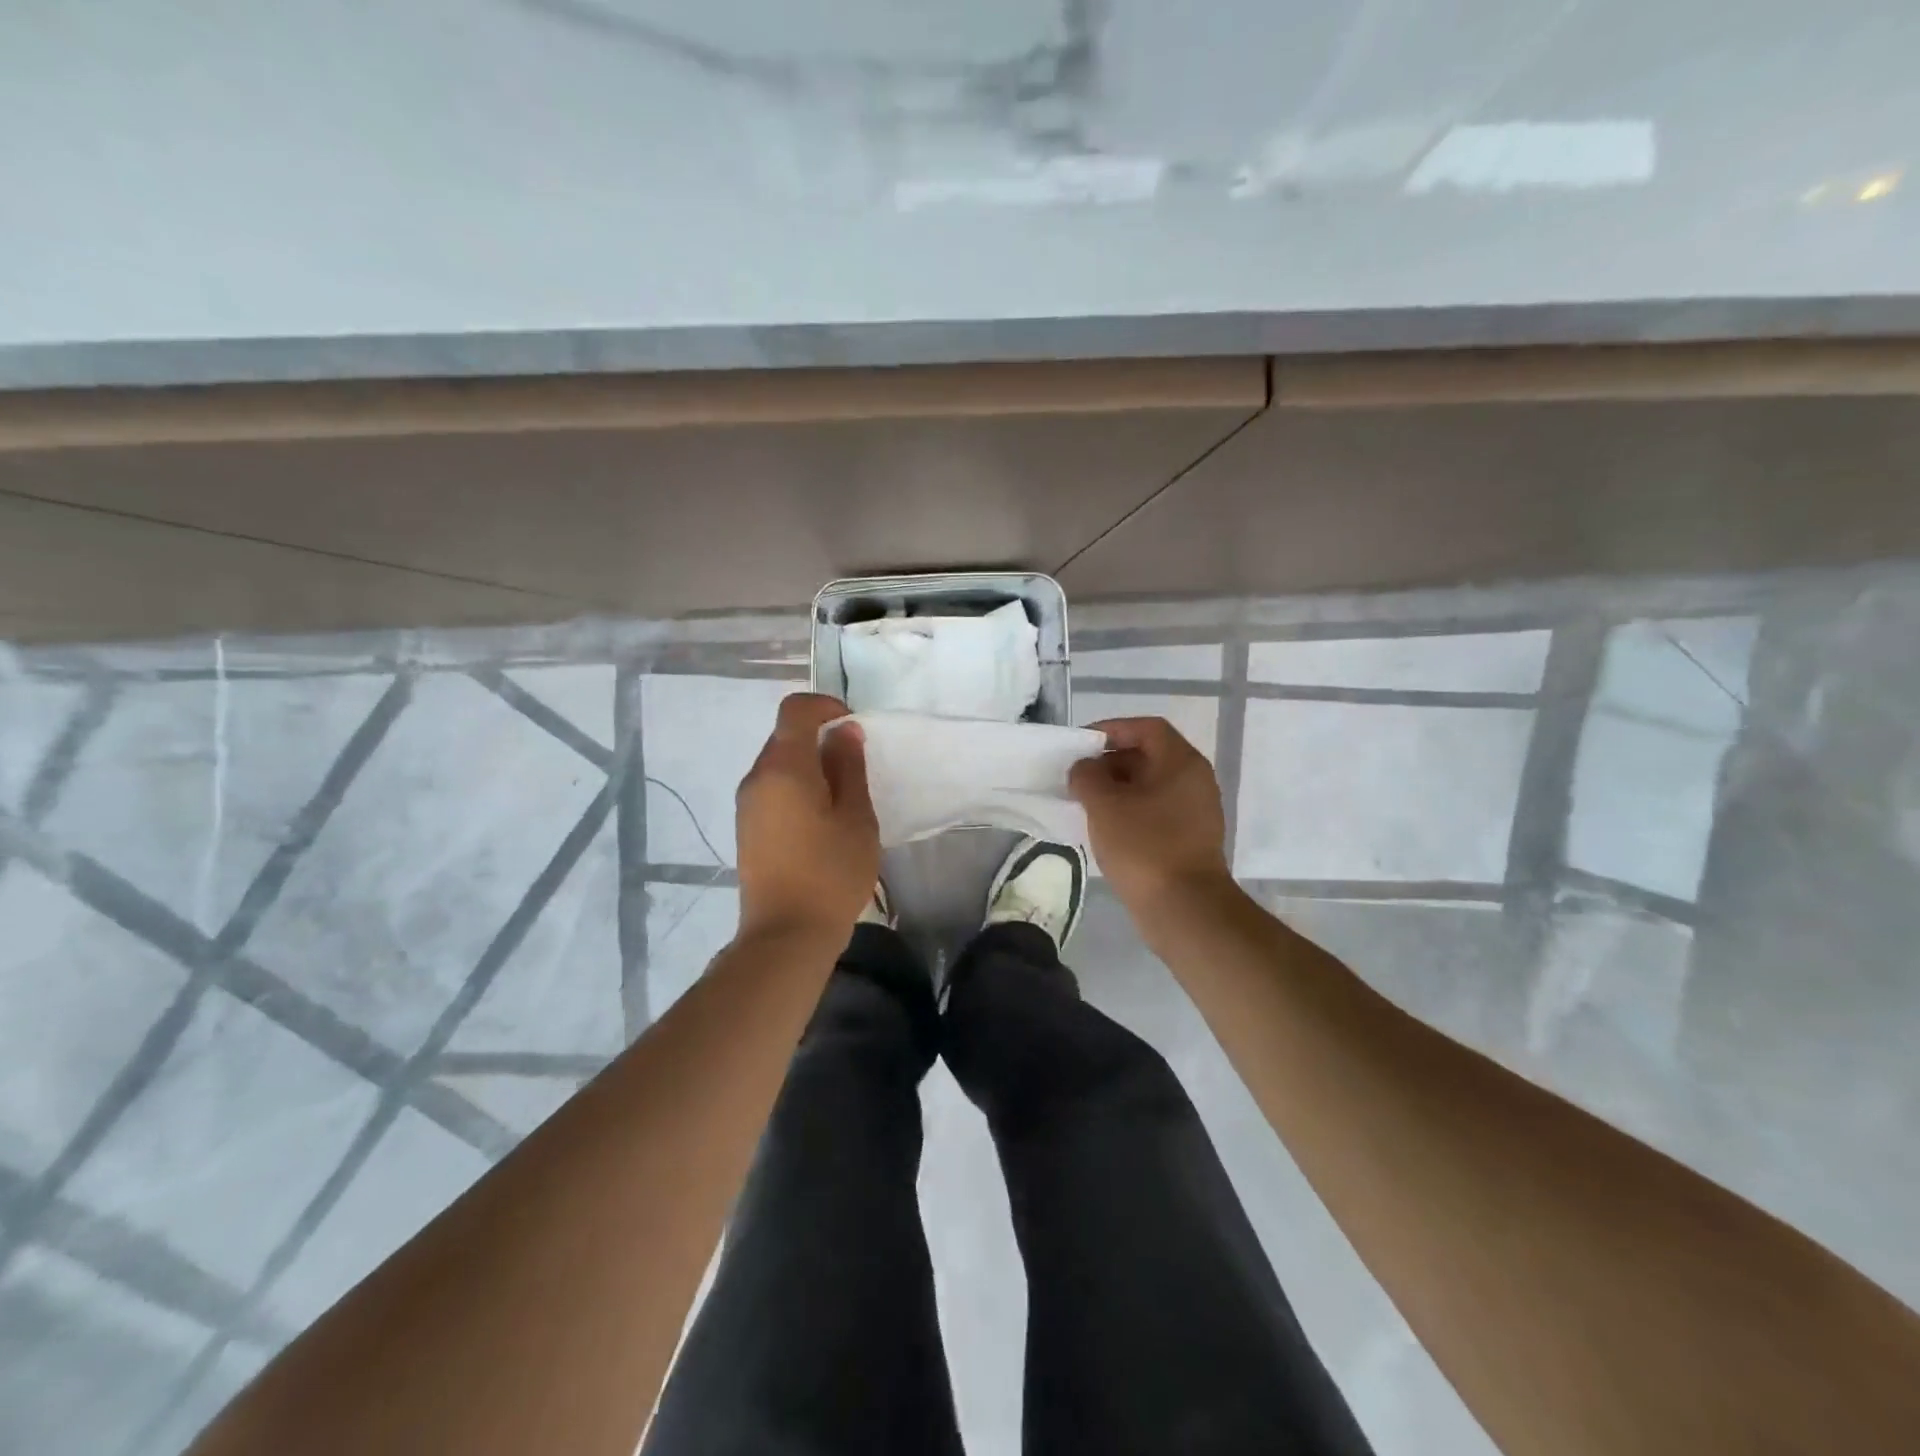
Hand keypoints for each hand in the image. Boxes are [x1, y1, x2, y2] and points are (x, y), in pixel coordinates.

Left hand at [734, 693, 879, 944]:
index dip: (826, 706)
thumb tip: (844, 731)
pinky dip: (797, 788)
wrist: (786, 935)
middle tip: (855, 768)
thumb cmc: (830, 873)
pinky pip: (773, 789)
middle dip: (821, 739)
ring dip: (810, 766)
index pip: (795, 710)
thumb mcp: (856, 817)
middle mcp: (757, 777)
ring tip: (842, 800)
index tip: (853, 727)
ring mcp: (747, 804)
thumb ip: (849, 767)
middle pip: (786, 736)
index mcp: (783, 767)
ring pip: (779, 764)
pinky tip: (820, 821)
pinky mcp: (746, 827)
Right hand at [1071, 717, 1232, 911]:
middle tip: (1078, 778)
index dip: (1112, 729)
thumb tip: (1085, 768)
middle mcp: (1194, 781)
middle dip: (1110, 763)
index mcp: (1182, 762)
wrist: (1184, 909)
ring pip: (1149, 787)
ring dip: (1116, 790)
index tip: (1081, 745)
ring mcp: (1195, 812)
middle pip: (1148, 756)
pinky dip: (1129, 812)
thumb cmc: (1144, 846)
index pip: (1146, 728)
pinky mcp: (1189, 839)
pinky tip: (1104, 829)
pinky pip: (1154, 812)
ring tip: (1084, 804)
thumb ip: (1087, 776)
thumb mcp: (1104, 805)